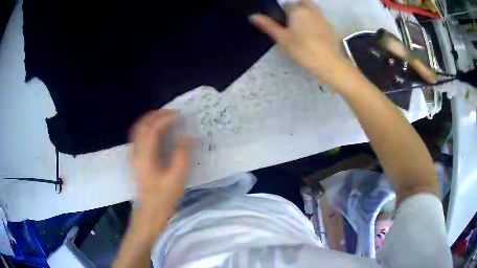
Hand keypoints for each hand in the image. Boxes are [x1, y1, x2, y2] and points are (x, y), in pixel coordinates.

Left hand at [130, 109, 190, 238]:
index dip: (167, 118)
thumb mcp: (176, 178)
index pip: (153, 128)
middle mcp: (136, 152)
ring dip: (151, 121)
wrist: (148, 214)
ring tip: (166, 119)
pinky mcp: (136, 161)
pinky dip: (148, 129)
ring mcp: (134, 156)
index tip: (180, 115)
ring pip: (139, 130)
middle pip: (142, 125)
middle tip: (173, 113)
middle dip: (156, 115)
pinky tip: (158, 134)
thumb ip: (181, 155)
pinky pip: (139, 137)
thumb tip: (185, 137)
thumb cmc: (163, 199)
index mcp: (145, 155)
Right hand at [250, 0, 350, 85]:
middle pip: (303, 3)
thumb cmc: (303, 50)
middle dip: (297, 8)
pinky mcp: (331, 27)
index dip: (284, 13)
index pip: (287, 5)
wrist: (329, 63)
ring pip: (313, 9)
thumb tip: (253, 16)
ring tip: (304, 28)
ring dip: (307, 13)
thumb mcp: (282, 39)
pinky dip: (316, 21)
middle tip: (294, 22)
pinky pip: (321, 18)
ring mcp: (323, 18)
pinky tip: (315, 35)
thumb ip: (268, 25)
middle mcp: (311, 10)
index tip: (284, 24)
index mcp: (298, 11)